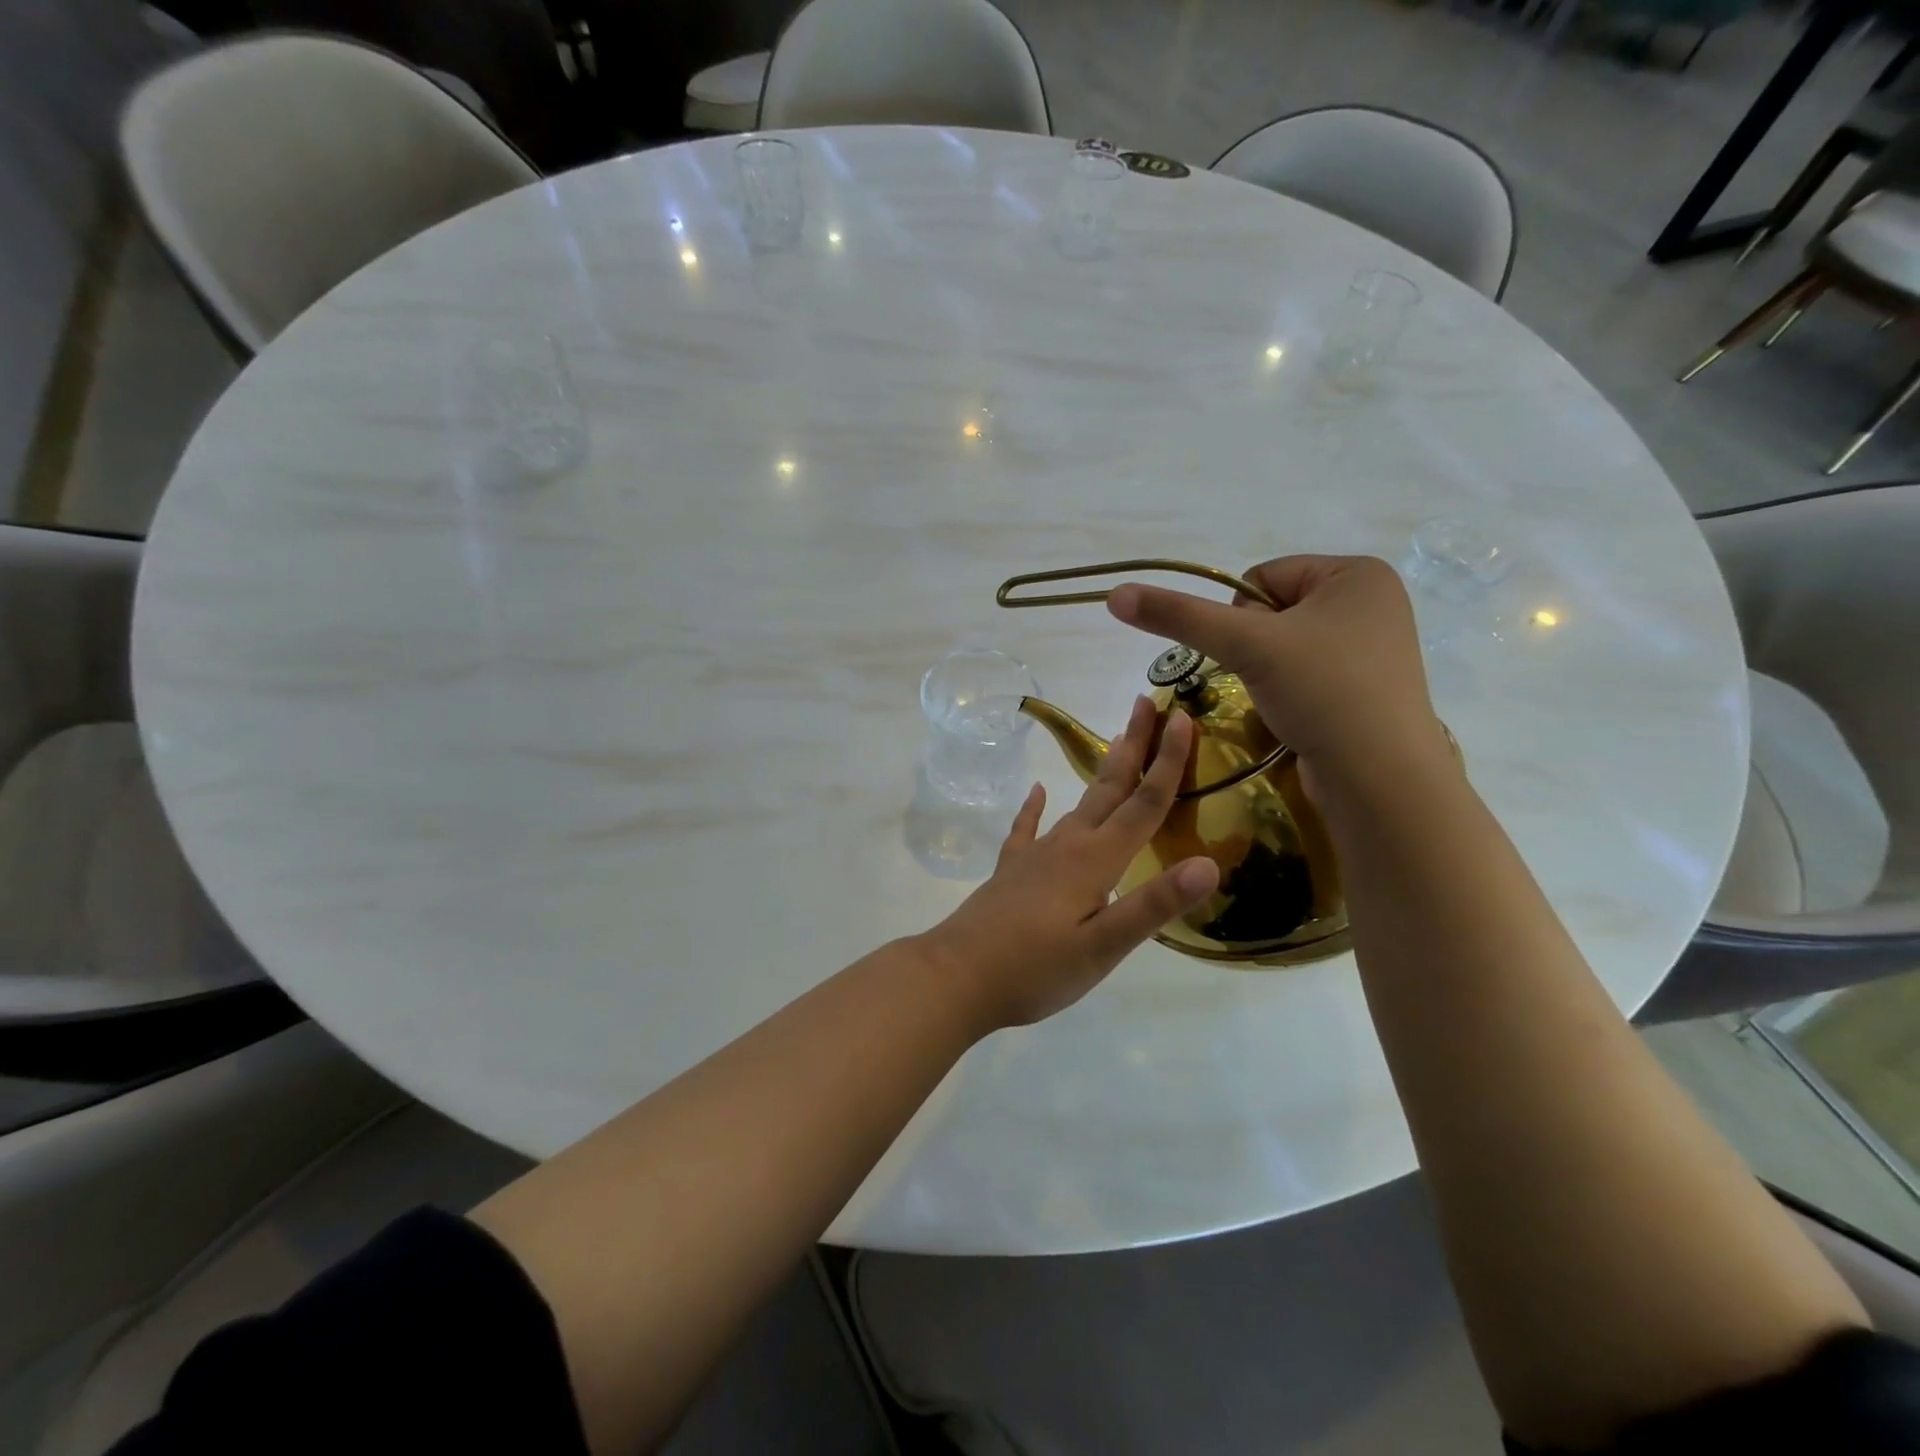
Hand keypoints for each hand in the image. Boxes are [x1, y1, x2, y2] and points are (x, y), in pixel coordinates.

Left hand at [918, 697, 1219, 1029]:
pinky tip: (1036, 791)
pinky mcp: (1011, 870)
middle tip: (1147, 702)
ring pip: (1078, 803)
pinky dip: (1034, 808)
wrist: (957, 976)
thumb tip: (1208, 864)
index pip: (1143, 803)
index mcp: (1095, 860)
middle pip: (1109, 787)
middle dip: (1133, 745)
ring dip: (1102, 772)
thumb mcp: (1103, 948)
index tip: (1182, 717)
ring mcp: (1035, 855)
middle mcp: (1067, 845)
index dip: (1168, 762)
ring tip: (1118, 745)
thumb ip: (1153, 905)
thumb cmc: (1035, 968)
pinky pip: (1027, 828)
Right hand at [1106, 555, 1445, 794]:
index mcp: (1357, 573)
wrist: (1380, 778)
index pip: (1262, 577)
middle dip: (1256, 647)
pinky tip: (1301, 715)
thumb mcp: (1244, 645)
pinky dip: (1290, 692)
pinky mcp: (1368, 688)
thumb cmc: (1322, 692)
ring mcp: (1374, 647)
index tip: (1255, 654)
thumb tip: (1115, 593)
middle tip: (1271, 680)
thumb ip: (1179, 616)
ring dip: (1268, 672)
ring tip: (1287, 700)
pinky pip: (1307, 674)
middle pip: (1273, 611)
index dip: (1240, 616)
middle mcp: (1371, 602)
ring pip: (1286, 646)